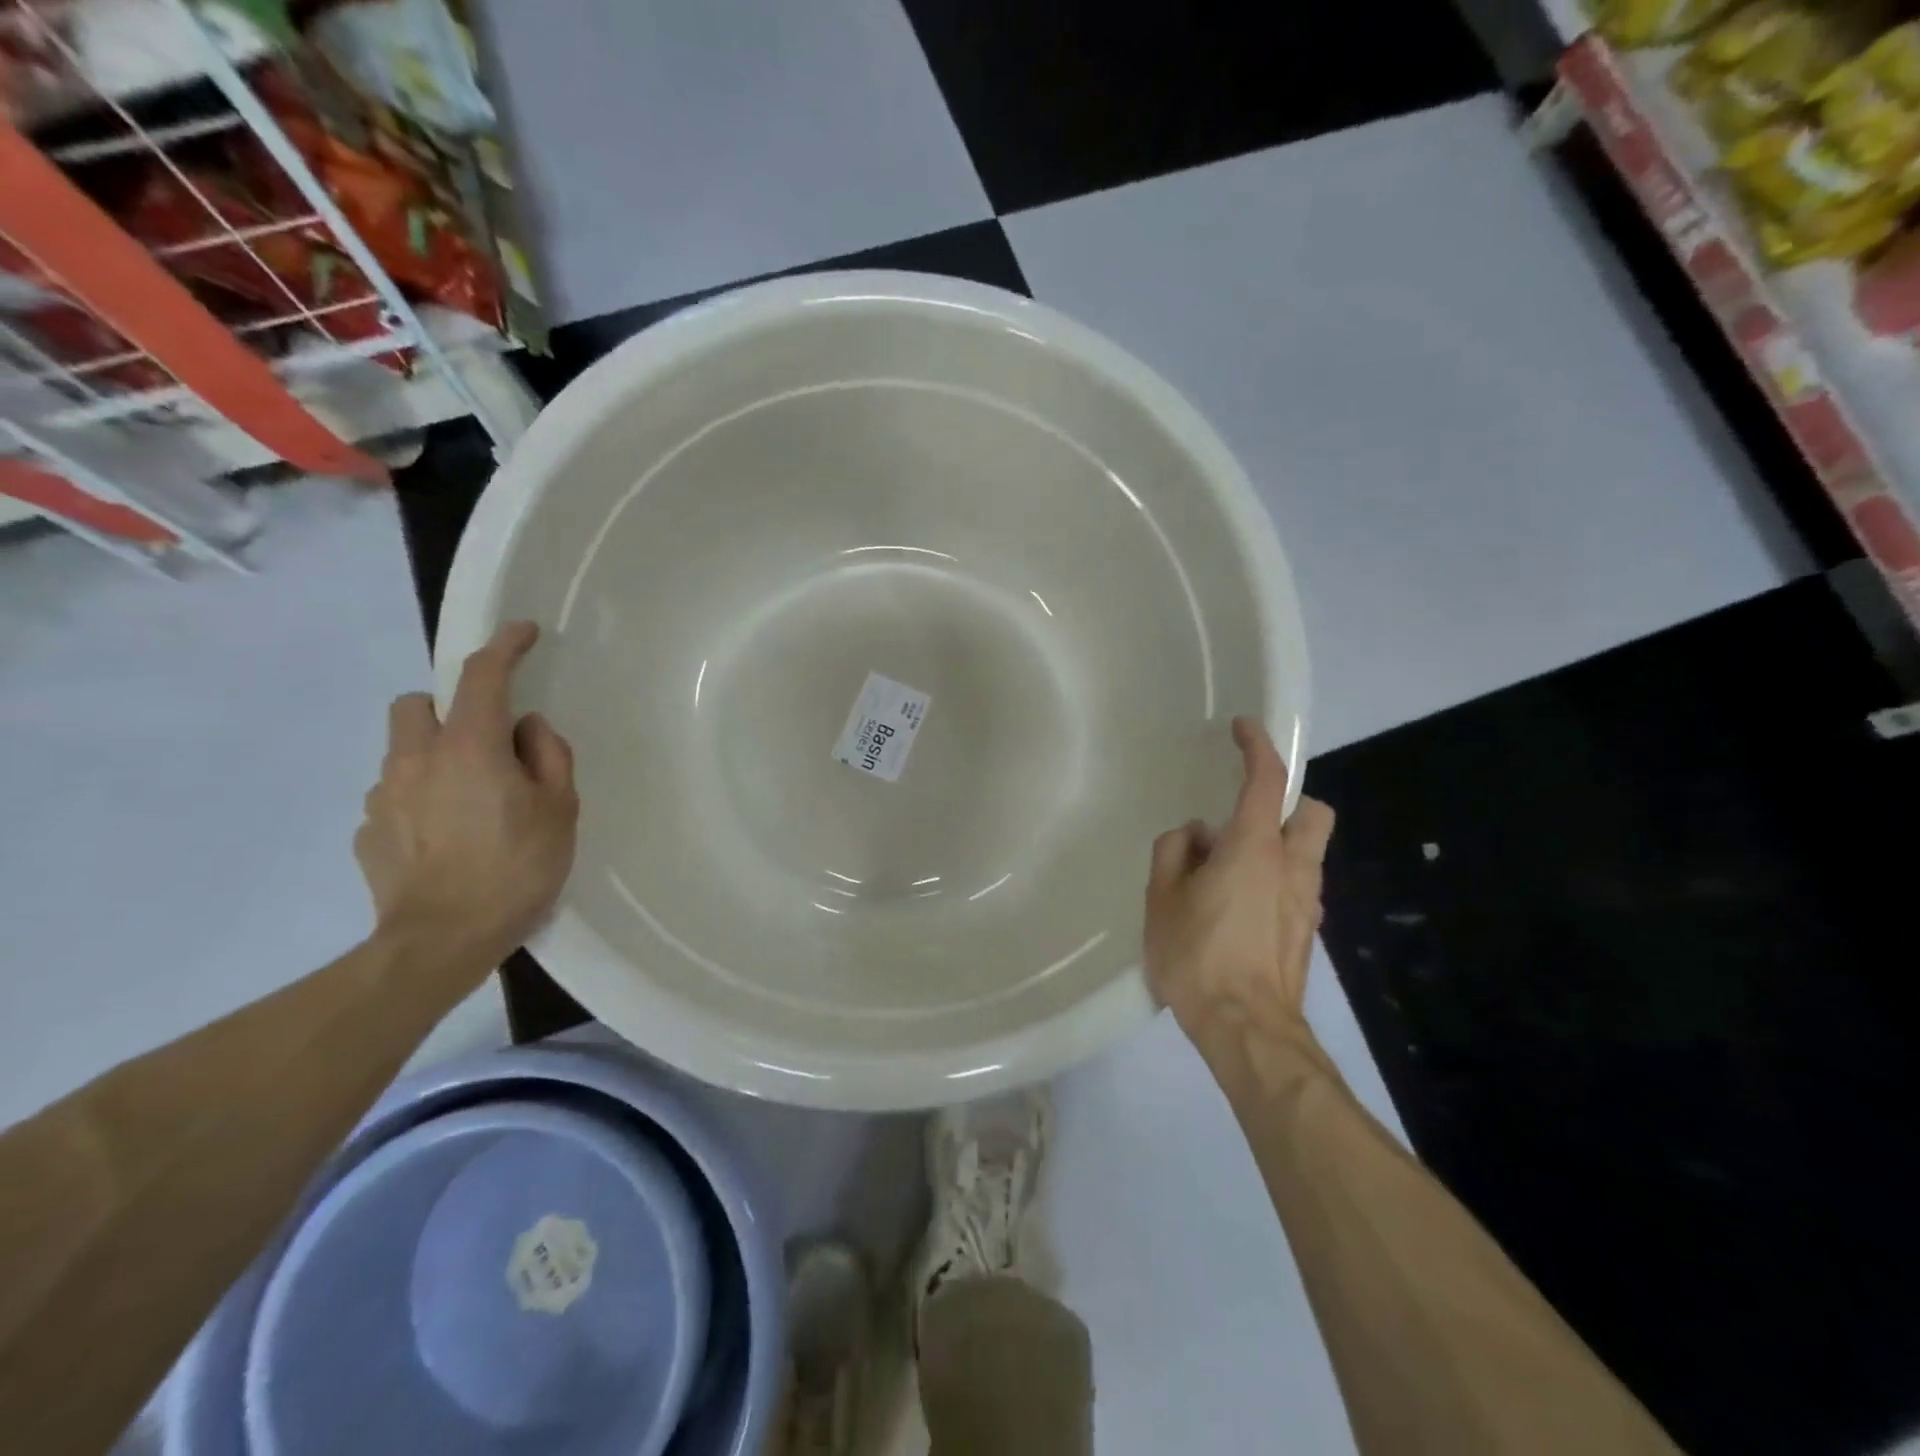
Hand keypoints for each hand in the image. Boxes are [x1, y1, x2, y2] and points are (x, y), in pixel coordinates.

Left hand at [355, 621, 578, 968]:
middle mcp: (416, 759)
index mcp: (470, 747)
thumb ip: (549, 756)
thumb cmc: (516, 869)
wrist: (441, 941)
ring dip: (432, 759)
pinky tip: (444, 839)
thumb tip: (528, 729)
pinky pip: (394, 797)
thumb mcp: (561, 809)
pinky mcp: (367, 832)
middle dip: (447, 710)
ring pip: (400, 752)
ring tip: (468, 803)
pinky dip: (419, 801)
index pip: (483, 677)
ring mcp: (383, 796)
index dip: (504, 646)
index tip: (522, 632)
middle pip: (416, 705)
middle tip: (484, 745)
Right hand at [1144, 717, 1334, 1062]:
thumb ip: (1174, 853)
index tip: (1244, 728)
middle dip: (1288, 802)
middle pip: (1312, 813)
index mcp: (1255, 849)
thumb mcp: (1162, 899)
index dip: (1257, 746)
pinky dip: (1274, 878)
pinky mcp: (1308, 932)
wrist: (1248, 1030)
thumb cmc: (1198, 957)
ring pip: (1307, 851)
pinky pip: (1296, 885)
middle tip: (1244, 819)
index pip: (1267, 781)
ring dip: (1276, 844)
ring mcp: (1307, 902)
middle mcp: (1292, 867)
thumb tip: (1196, 837)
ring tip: (1227, 873)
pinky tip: (1238, 909)